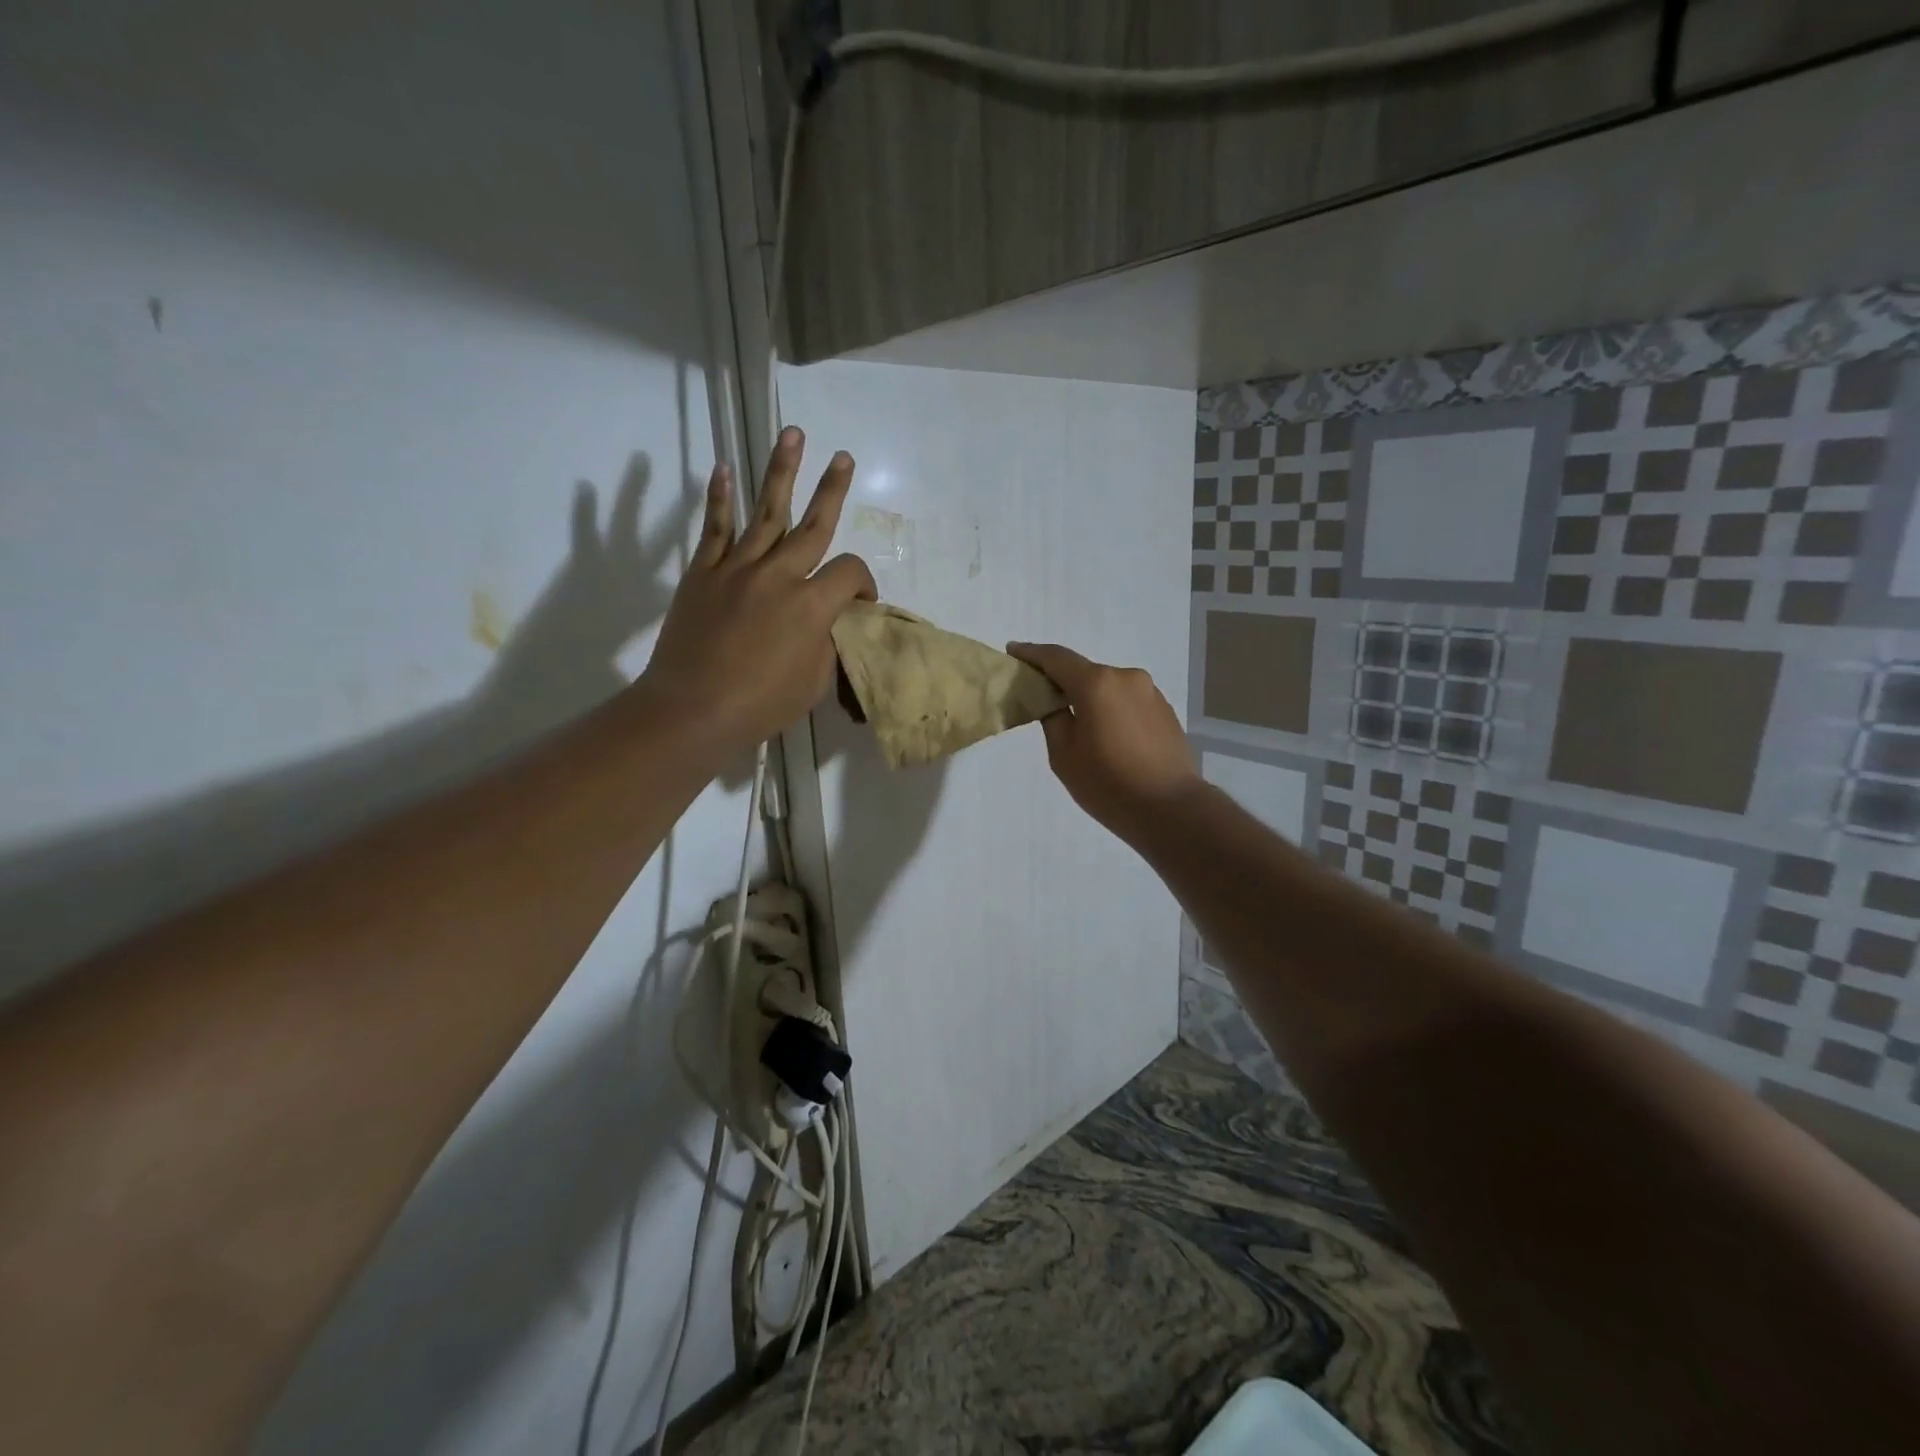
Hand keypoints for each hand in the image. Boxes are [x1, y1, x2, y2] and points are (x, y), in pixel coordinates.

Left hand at [638, 427, 875, 758]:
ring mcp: (738, 569)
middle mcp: (780, 575)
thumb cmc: (762, 704)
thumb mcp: (815, 682)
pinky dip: (720, 498)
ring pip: (766, 512)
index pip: (849, 573)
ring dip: (781, 471)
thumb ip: (829, 644)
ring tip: (793, 434)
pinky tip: (725, 468)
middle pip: (813, 524)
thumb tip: (831, 624)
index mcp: (812, 605)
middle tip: (843, 457)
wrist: (693, 709)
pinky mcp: (703, 573)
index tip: (861, 603)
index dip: (864, 584)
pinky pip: (714, 528)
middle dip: (832, 489)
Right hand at [1005, 643, 1198, 844]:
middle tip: (1041, 699)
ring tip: (1077, 725)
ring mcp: (1150, 692)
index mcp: (1096, 683)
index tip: (1013, 652)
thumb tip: (1054, 702)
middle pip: (1084, 672)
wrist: (1171, 809)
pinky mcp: (1165, 710)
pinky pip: (1127, 701)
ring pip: (1108, 687)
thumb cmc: (1108, 783)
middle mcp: (1126, 677)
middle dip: (1061, 681)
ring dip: (1089, 698)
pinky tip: (1108, 736)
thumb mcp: (1063, 755)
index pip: (1056, 658)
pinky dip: (1111, 709)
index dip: (1031, 653)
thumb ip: (1052, 718)